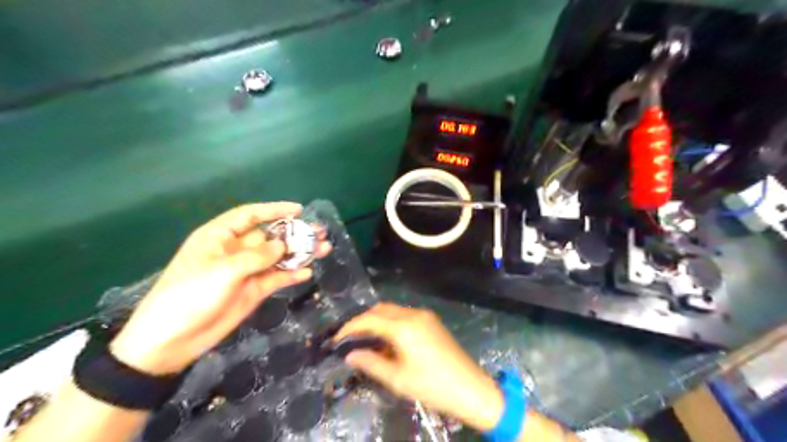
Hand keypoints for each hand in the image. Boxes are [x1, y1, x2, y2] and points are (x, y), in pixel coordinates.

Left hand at [111, 203, 330, 373]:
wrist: (172, 340)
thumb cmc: (190, 295)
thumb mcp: (224, 271)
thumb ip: (257, 256)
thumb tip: (283, 245)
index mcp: (220, 237)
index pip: (250, 215)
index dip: (274, 210)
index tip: (299, 209)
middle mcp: (235, 251)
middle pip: (270, 236)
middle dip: (294, 233)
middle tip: (319, 232)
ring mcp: (246, 272)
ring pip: (277, 257)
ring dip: (299, 254)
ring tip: (324, 249)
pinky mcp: (253, 291)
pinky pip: (276, 278)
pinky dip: (291, 275)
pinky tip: (308, 272)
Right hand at [334, 304, 499, 430]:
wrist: (470, 387)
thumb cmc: (432, 386)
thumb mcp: (397, 379)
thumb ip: (371, 363)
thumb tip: (350, 354)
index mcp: (404, 327)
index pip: (369, 319)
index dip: (350, 327)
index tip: (337, 338)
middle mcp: (413, 314)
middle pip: (380, 309)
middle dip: (363, 320)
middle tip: (350, 338)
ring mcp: (425, 315)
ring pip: (393, 310)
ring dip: (377, 320)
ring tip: (366, 340)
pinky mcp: (432, 320)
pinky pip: (405, 315)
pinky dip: (391, 322)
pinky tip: (388, 340)